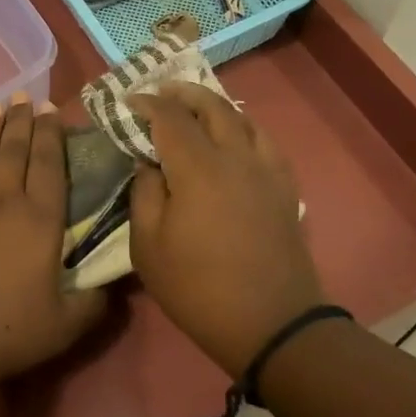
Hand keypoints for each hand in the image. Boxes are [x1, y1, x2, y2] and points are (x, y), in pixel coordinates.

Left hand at [0, 94, 105, 388]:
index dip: (50, 135)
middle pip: (14, 151)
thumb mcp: (65, 327)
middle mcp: (3, 202)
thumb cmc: (4, 332)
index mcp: (40, 221)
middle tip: (24, 96)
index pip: (49, 165)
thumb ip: (94, 303)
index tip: (50, 110)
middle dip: (21, 121)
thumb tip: (114, 286)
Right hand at [128, 83, 322, 376]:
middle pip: (212, 106)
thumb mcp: (148, 247)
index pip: (170, 118)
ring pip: (243, 119)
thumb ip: (144, 195)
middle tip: (162, 92)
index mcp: (198, 168)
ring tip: (197, 109)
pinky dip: (244, 128)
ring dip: (215, 106)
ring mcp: (266, 170)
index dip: (148, 104)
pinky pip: (265, 142)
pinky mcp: (285, 188)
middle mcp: (236, 157)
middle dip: (183, 94)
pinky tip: (236, 138)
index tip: (130, 101)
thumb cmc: (198, 288)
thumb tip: (149, 164)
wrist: (272, 324)